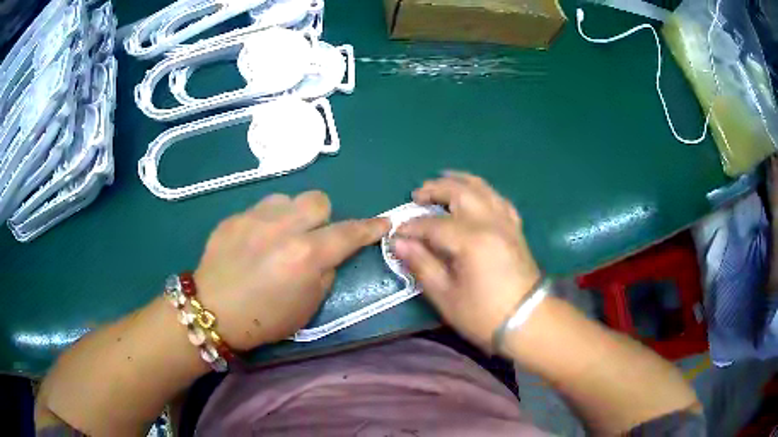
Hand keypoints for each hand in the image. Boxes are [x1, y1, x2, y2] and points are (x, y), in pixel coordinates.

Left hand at [194, 191, 389, 349]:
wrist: (212, 312)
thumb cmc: (264, 320)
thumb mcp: (307, 308)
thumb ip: (325, 274)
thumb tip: (328, 254)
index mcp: (305, 256)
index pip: (348, 233)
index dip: (370, 227)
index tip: (383, 222)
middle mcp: (283, 228)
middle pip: (318, 200)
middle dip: (323, 218)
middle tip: (312, 237)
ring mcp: (255, 218)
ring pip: (288, 199)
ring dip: (292, 215)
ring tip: (279, 236)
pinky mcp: (234, 217)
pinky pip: (261, 208)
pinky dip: (267, 222)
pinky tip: (255, 242)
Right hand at [394, 172, 540, 349]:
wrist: (529, 322)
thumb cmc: (484, 315)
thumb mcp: (446, 296)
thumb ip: (422, 265)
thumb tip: (399, 243)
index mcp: (472, 240)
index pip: (433, 225)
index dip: (411, 227)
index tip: (397, 234)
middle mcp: (491, 223)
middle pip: (460, 192)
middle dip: (435, 189)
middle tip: (417, 195)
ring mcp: (507, 223)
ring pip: (483, 188)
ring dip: (460, 181)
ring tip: (443, 179)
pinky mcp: (516, 229)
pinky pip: (499, 200)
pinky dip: (484, 191)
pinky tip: (476, 194)